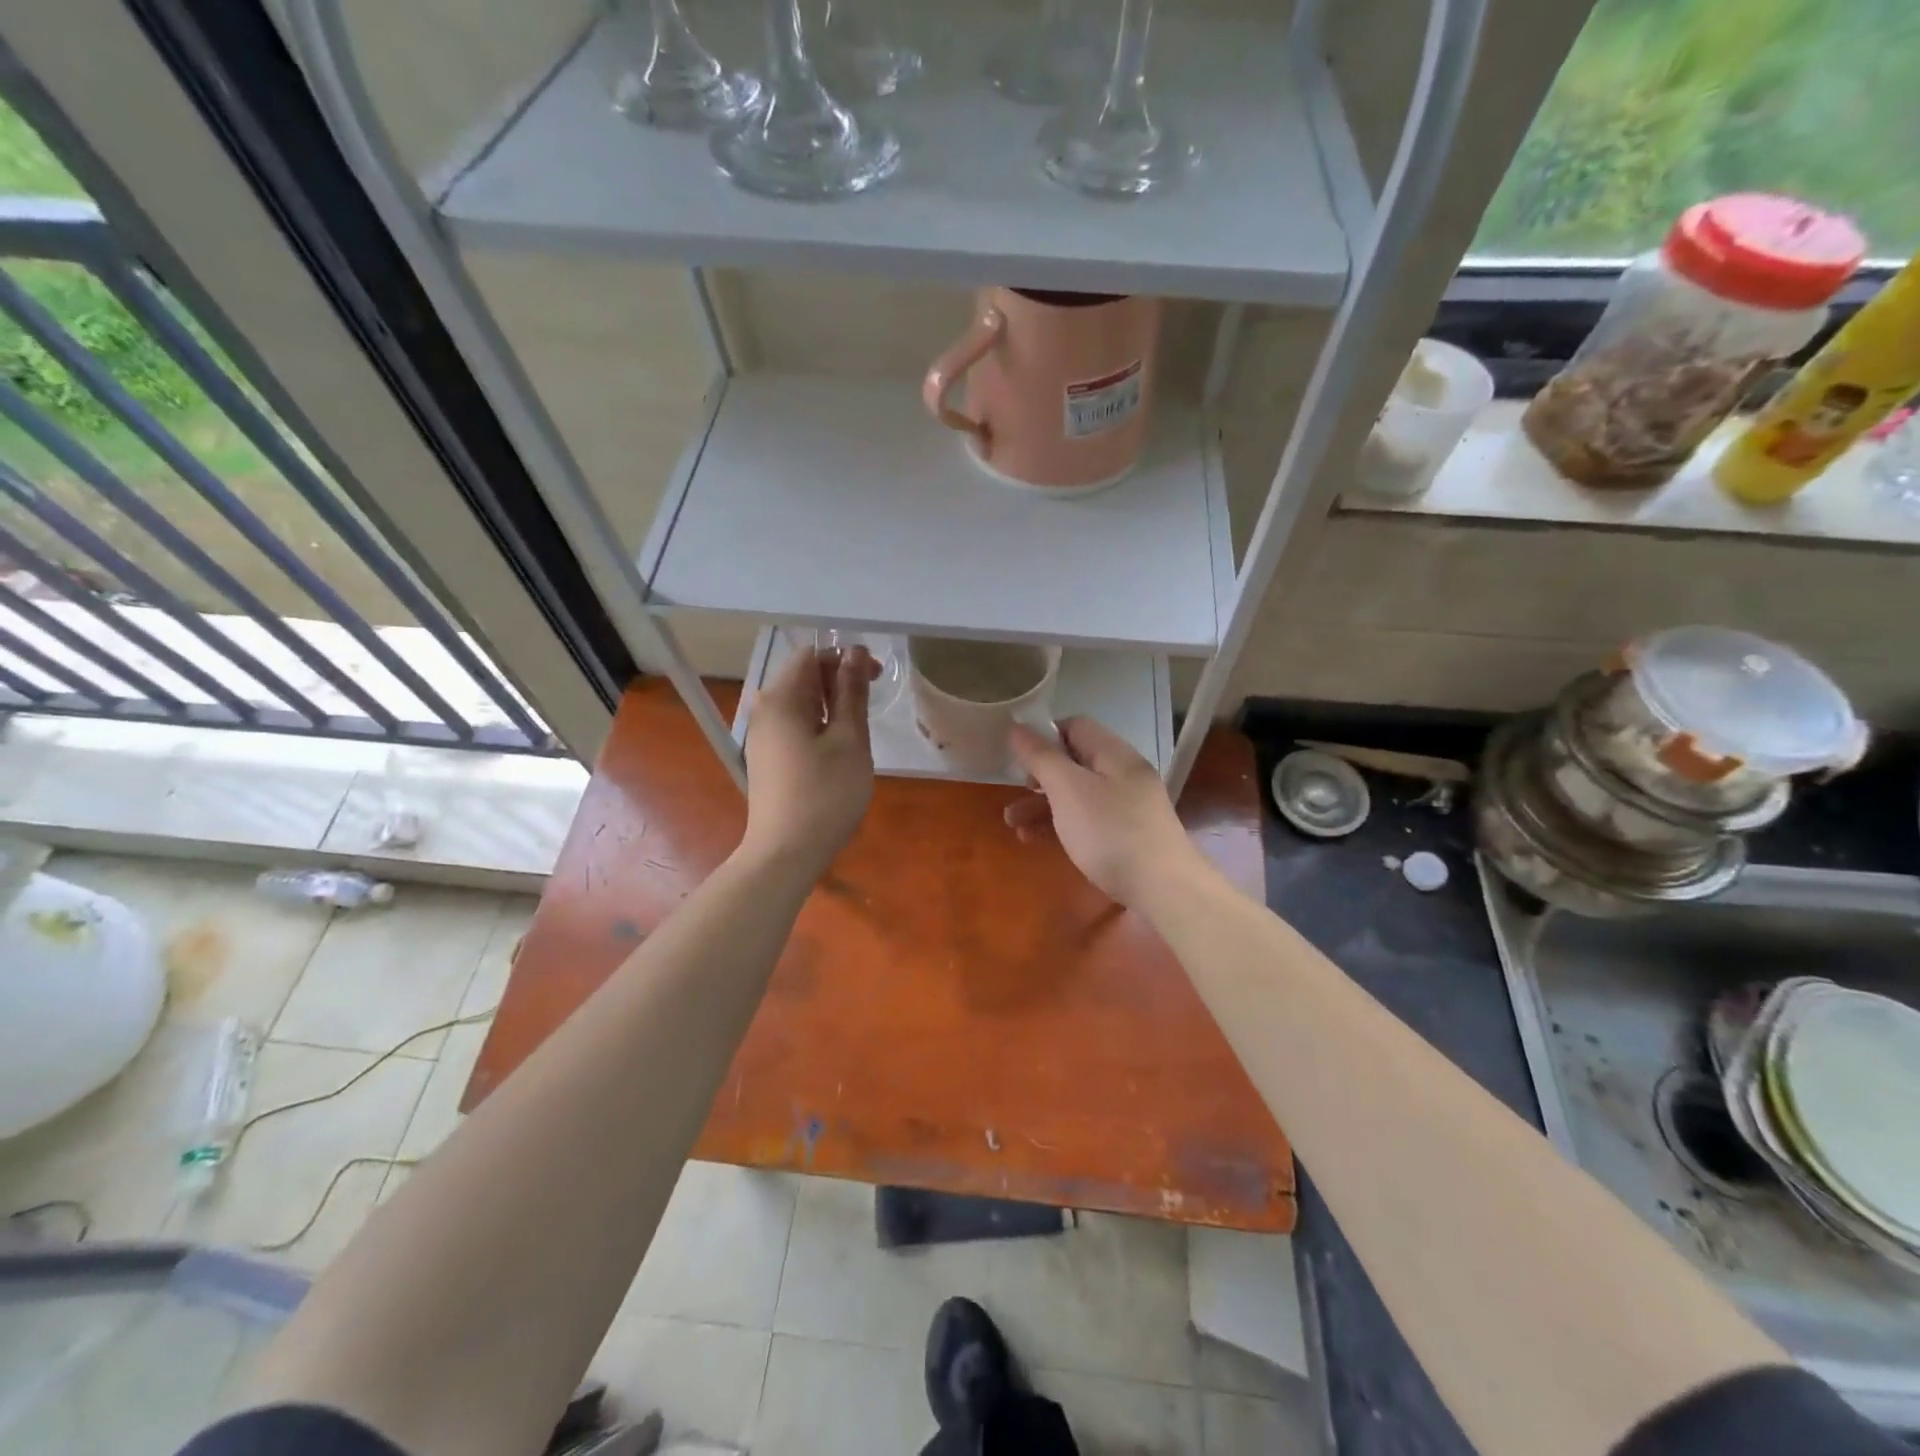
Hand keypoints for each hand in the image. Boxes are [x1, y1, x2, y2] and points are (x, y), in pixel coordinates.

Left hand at [742, 645, 879, 875]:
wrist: (786, 853)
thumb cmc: (826, 793)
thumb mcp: (850, 740)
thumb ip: (852, 692)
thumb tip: (854, 653)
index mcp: (781, 699)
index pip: (812, 655)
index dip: (846, 658)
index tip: (877, 678)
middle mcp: (764, 710)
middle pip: (803, 677)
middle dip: (840, 680)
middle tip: (872, 701)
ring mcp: (762, 736)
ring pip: (800, 703)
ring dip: (832, 705)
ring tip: (859, 728)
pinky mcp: (767, 758)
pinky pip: (794, 726)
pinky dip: (819, 725)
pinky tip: (838, 749)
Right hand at [1004, 717, 1197, 906]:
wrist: (1164, 890)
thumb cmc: (1110, 832)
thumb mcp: (1068, 789)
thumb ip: (1041, 757)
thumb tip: (1017, 727)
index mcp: (1114, 754)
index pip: (1075, 726)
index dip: (1044, 736)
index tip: (1019, 758)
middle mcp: (1124, 774)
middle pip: (1074, 763)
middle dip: (1038, 777)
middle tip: (1014, 793)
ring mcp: (1128, 807)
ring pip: (1078, 795)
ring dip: (1043, 806)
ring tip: (1013, 825)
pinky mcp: (1127, 837)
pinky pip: (1087, 820)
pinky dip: (1061, 825)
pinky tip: (1036, 840)